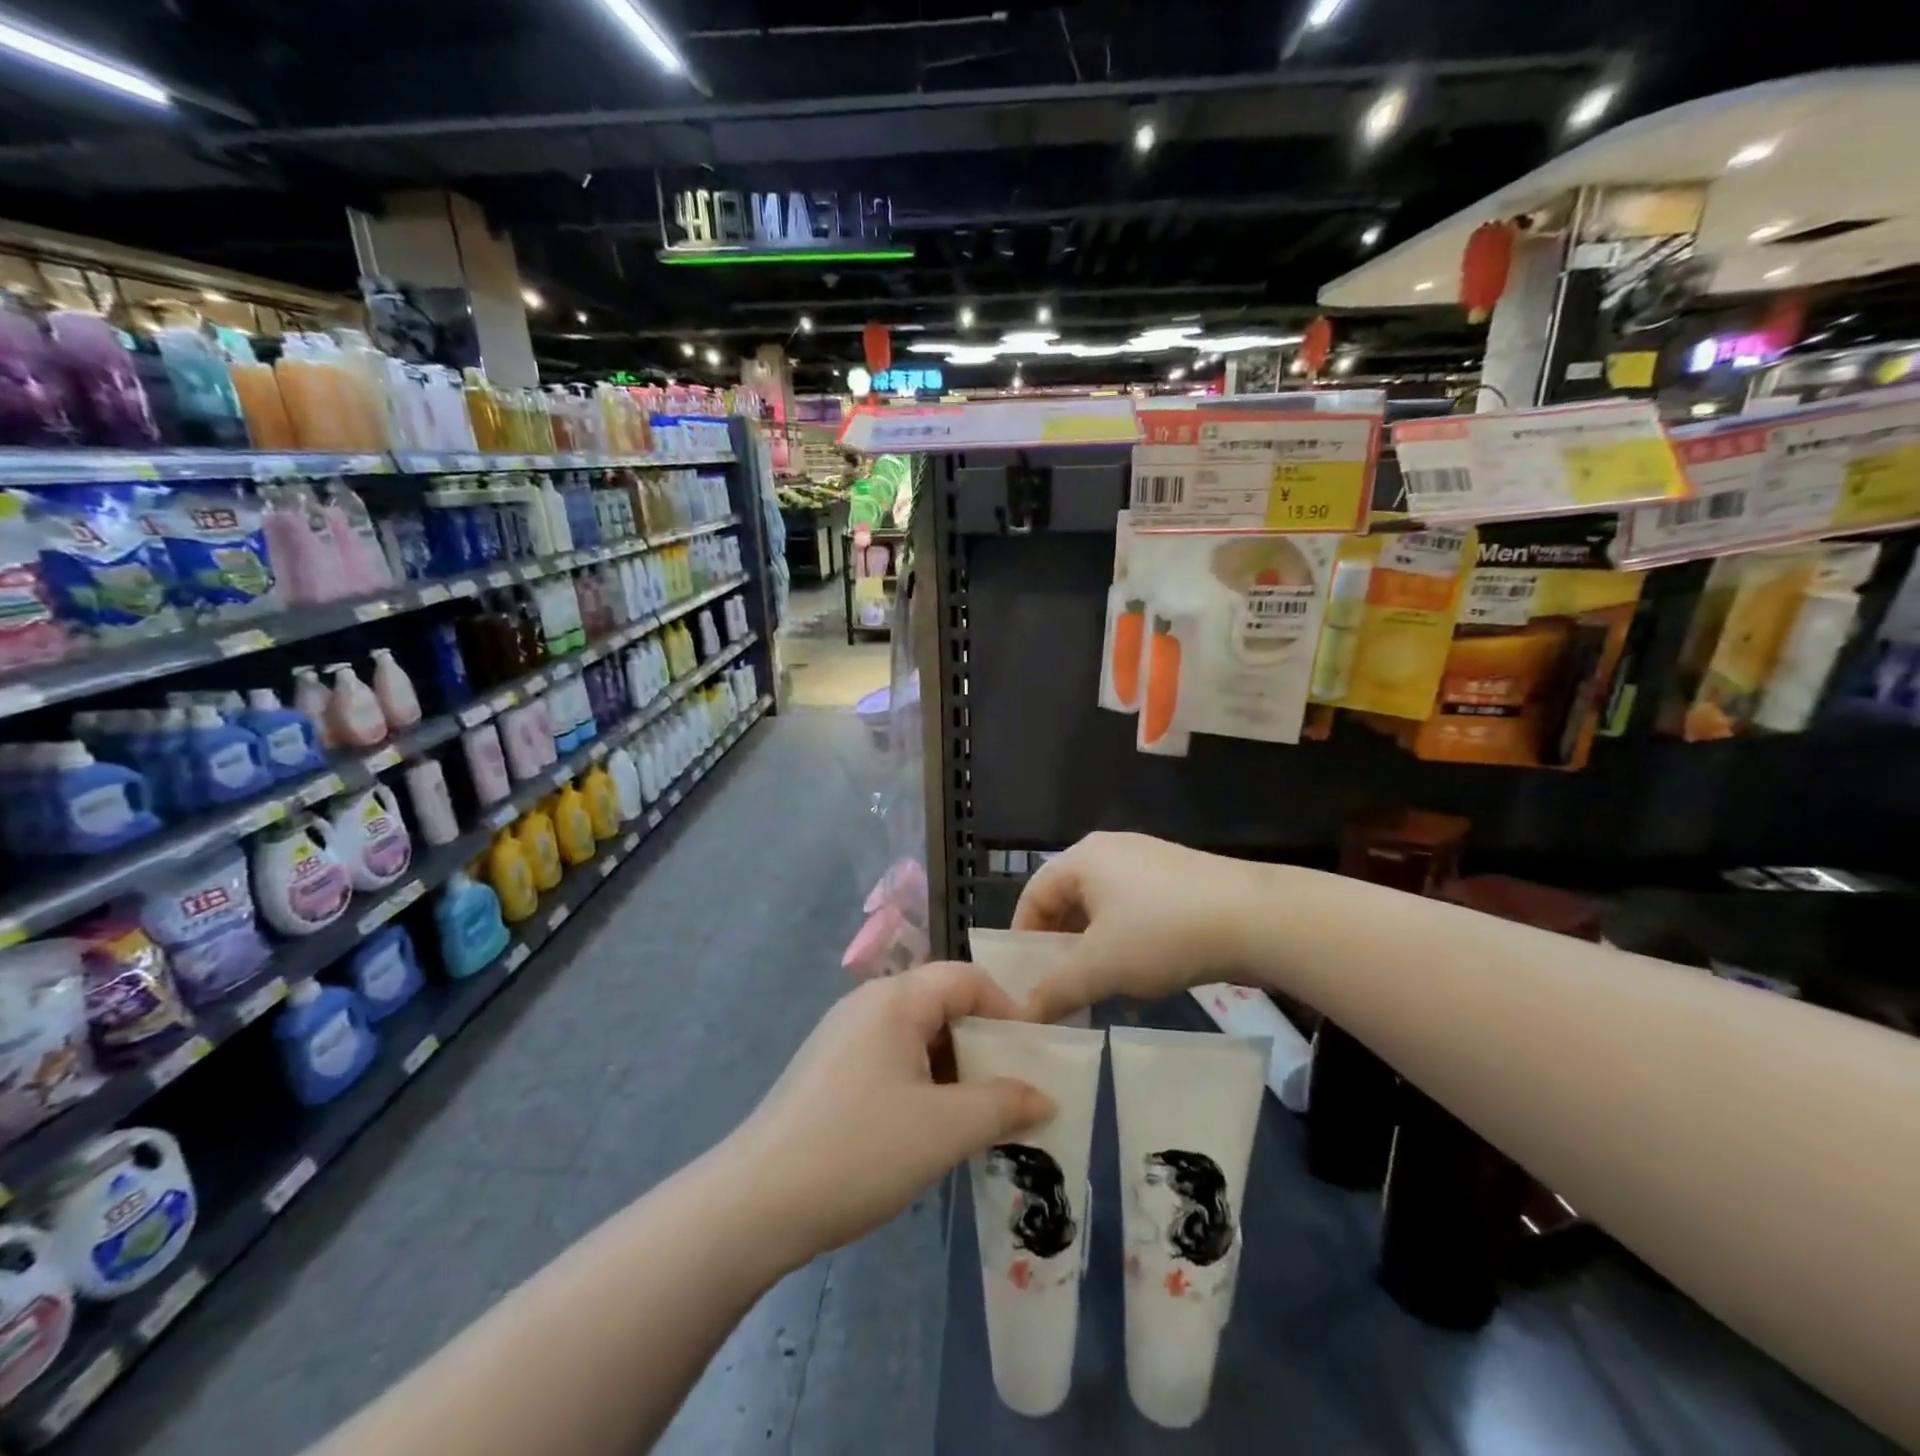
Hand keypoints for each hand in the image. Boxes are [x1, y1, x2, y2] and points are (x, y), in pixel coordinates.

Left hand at [724, 962, 1052, 1269]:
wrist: (755, 1203)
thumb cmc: (859, 1151)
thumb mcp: (944, 1130)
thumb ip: (1002, 1106)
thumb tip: (1044, 1097)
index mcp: (895, 999)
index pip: (966, 979)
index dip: (1007, 1010)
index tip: (1032, 1056)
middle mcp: (867, 1003)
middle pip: (941, 1003)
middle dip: (981, 1043)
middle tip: (1008, 1090)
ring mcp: (842, 1035)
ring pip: (915, 1034)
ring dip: (952, 1067)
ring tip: (973, 1116)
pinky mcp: (827, 1068)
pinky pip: (889, 1057)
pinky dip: (920, 1081)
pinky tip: (925, 1128)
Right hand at [1014, 831, 1270, 1020]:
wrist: (1257, 918)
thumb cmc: (1162, 933)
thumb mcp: (1100, 967)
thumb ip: (1055, 990)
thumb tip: (1023, 1015)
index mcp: (1083, 858)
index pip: (1034, 894)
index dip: (1022, 936)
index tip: (1022, 978)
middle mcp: (1112, 851)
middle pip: (1068, 900)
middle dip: (1060, 948)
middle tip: (1057, 988)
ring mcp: (1150, 863)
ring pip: (1104, 910)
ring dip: (1094, 951)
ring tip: (1098, 990)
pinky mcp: (1181, 881)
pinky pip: (1136, 912)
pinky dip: (1127, 944)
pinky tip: (1140, 979)